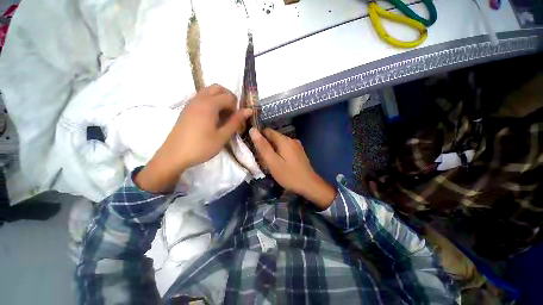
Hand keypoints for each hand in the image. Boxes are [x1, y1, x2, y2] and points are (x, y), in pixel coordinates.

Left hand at [136, 84, 251, 192]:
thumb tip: (249, 110)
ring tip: (222, 117)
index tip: (236, 122)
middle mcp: (199, 99)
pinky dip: (211, 102)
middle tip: (231, 114)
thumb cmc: (201, 147)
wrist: (174, 155)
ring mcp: (191, 103)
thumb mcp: (222, 136)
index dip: (236, 108)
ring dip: (219, 100)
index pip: (229, 97)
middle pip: (218, 88)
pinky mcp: (186, 109)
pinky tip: (212, 118)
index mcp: (209, 104)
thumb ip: (235, 121)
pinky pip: (201, 98)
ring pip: (209, 92)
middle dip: (228, 98)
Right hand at [250, 128, 335, 208]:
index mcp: (284, 140)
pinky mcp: (299, 151)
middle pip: (273, 137)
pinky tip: (280, 163)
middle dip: (266, 146)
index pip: (267, 131)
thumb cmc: (289, 175)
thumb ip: (263, 146)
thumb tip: (253, 130)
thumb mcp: (273, 162)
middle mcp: (291, 139)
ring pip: (279, 143)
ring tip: (270, 163)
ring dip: (272, 150)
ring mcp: (296, 145)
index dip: (259, 137)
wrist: (309, 185)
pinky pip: (285, 148)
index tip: (255, 149)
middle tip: (263, 160)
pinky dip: (280, 153)